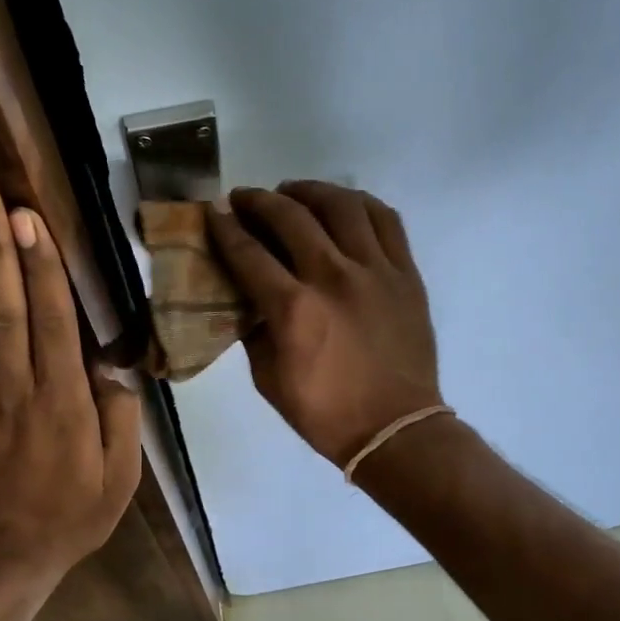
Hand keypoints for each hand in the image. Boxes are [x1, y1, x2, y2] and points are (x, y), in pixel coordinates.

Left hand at [0, 185, 140, 580]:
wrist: (5, 552)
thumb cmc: (73, 513)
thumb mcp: (120, 477)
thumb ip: (119, 417)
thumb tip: (111, 365)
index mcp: (64, 406)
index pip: (52, 325)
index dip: (40, 270)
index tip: (29, 221)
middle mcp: (16, 393)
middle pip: (3, 311)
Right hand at [207, 181, 443, 467]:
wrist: (395, 429)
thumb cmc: (325, 413)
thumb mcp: (269, 380)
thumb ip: (254, 331)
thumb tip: (249, 298)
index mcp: (294, 309)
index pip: (248, 253)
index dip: (224, 228)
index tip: (213, 213)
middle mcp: (333, 277)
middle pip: (290, 216)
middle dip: (259, 201)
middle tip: (244, 199)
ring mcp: (376, 270)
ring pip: (341, 205)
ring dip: (309, 191)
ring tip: (293, 193)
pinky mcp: (406, 273)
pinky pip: (385, 220)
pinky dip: (359, 203)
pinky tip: (343, 205)